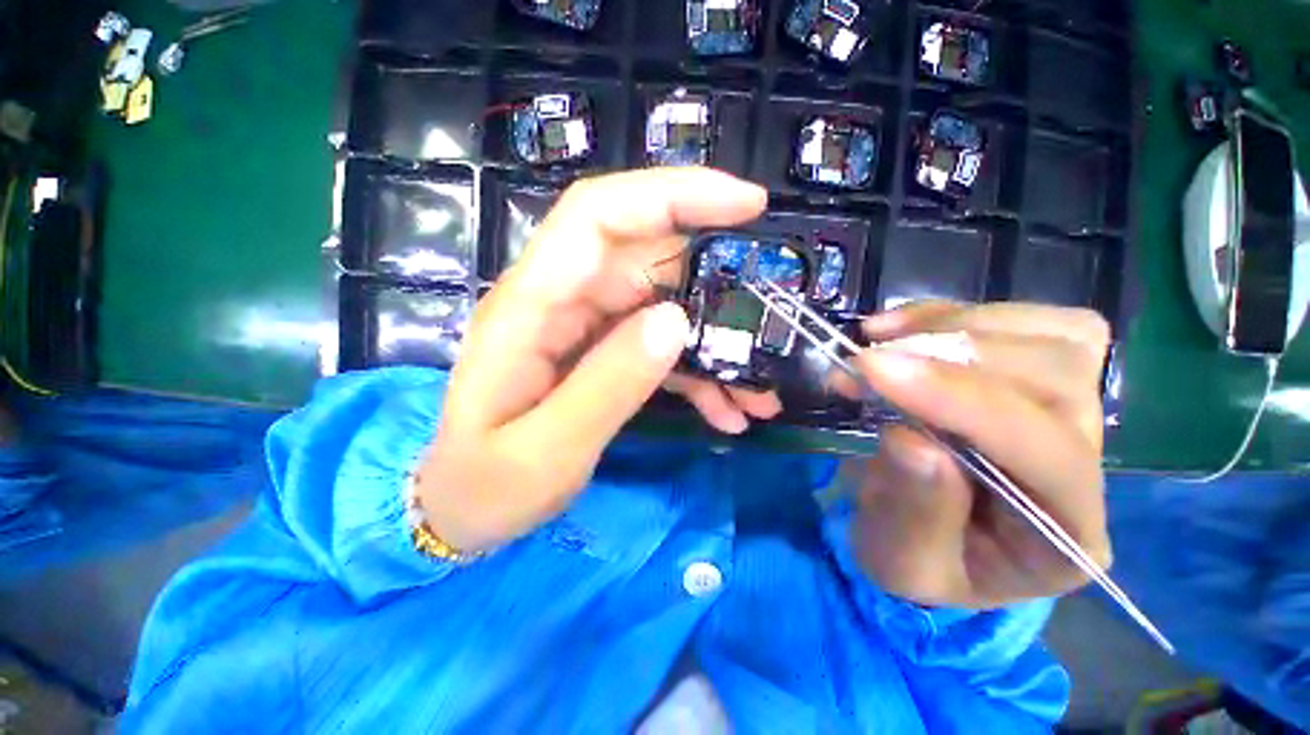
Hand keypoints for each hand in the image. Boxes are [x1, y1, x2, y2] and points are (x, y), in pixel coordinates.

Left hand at [416, 168, 767, 552]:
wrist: (462, 508)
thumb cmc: (488, 486)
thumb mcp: (547, 451)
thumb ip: (608, 385)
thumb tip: (676, 321)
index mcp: (531, 307)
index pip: (601, 216)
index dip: (672, 195)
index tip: (747, 204)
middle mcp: (560, 301)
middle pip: (648, 260)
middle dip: (715, 286)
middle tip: (767, 327)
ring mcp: (583, 326)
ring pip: (664, 306)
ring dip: (715, 344)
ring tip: (757, 394)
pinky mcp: (600, 353)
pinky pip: (658, 346)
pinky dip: (696, 372)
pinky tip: (725, 411)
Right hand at [843, 301, 1111, 608]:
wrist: (923, 535)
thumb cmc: (914, 557)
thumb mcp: (899, 560)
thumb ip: (912, 510)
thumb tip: (910, 437)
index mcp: (1064, 533)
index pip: (1045, 452)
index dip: (958, 400)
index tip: (871, 368)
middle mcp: (1089, 466)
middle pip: (1057, 378)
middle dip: (949, 358)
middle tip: (862, 363)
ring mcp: (1073, 413)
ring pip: (1052, 335)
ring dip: (951, 327)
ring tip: (877, 340)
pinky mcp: (1040, 377)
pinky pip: (1024, 319)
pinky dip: (951, 314)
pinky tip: (897, 327)